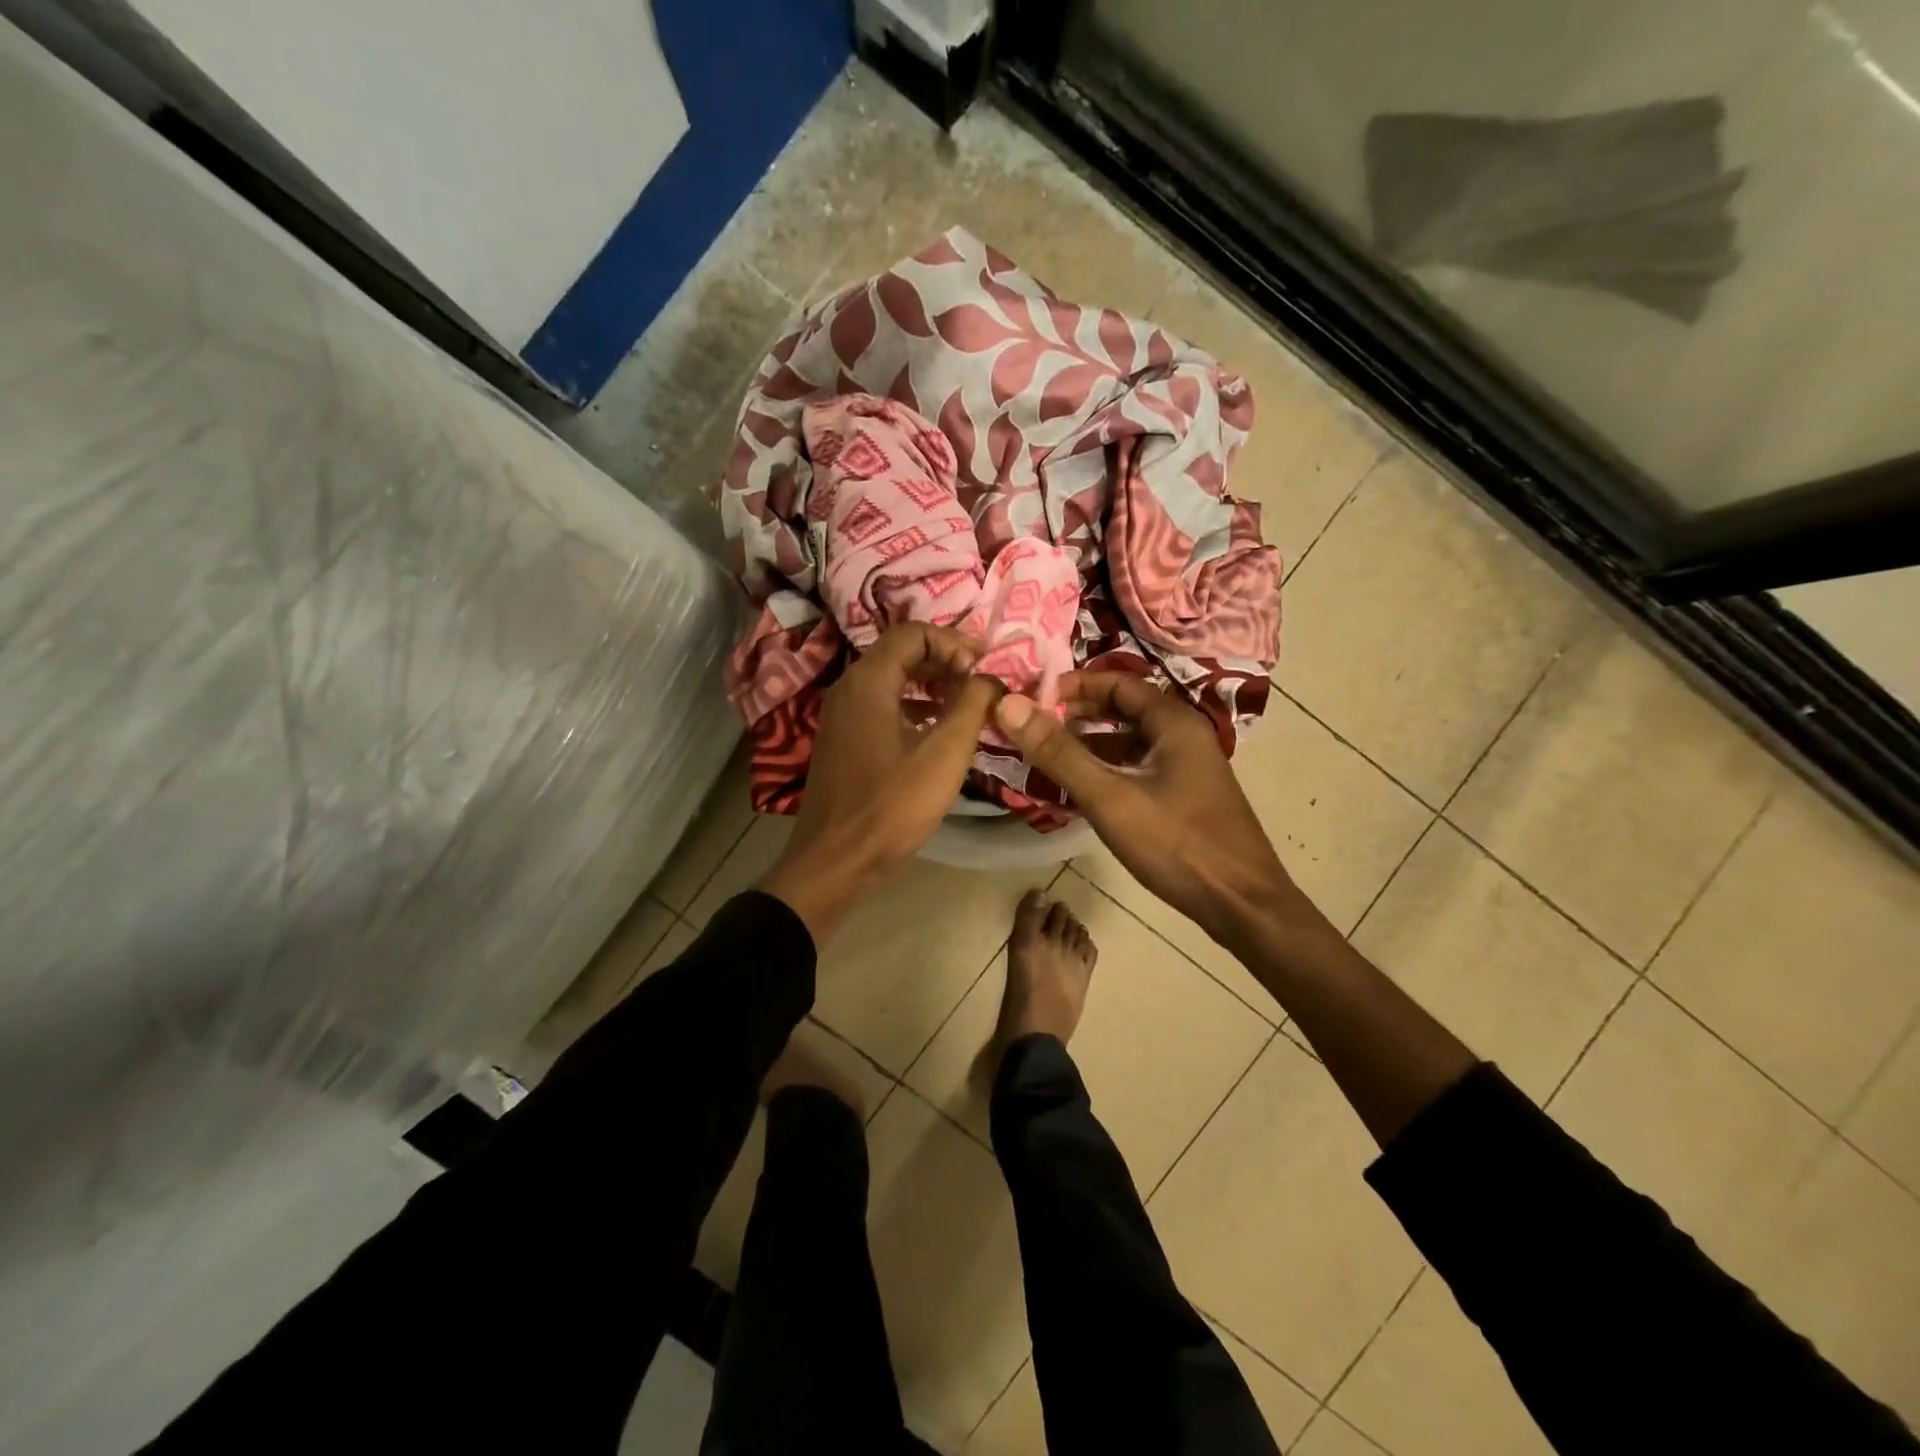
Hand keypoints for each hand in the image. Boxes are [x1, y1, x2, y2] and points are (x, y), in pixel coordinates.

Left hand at [760, 624, 1002, 943]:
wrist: (834, 863)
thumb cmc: (891, 806)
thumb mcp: (945, 754)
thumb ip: (973, 706)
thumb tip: (991, 678)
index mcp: (868, 681)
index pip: (913, 633)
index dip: (954, 642)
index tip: (985, 668)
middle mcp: (848, 688)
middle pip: (900, 653)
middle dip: (945, 661)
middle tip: (982, 682)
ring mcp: (840, 716)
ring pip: (891, 681)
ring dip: (931, 685)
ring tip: (967, 705)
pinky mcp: (842, 741)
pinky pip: (881, 707)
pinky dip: (913, 707)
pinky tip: (938, 732)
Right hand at [994, 673, 1306, 953]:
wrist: (1242, 905)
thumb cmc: (1177, 844)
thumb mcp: (1109, 798)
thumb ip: (1058, 753)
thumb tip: (1009, 705)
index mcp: (1174, 723)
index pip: (1118, 682)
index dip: (1074, 685)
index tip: (1033, 698)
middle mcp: (1185, 736)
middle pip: (1124, 709)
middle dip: (1078, 714)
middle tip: (1034, 726)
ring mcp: (1188, 768)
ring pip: (1131, 741)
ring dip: (1091, 743)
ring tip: (1048, 756)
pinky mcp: (1186, 796)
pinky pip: (1139, 768)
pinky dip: (1108, 769)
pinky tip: (1082, 789)